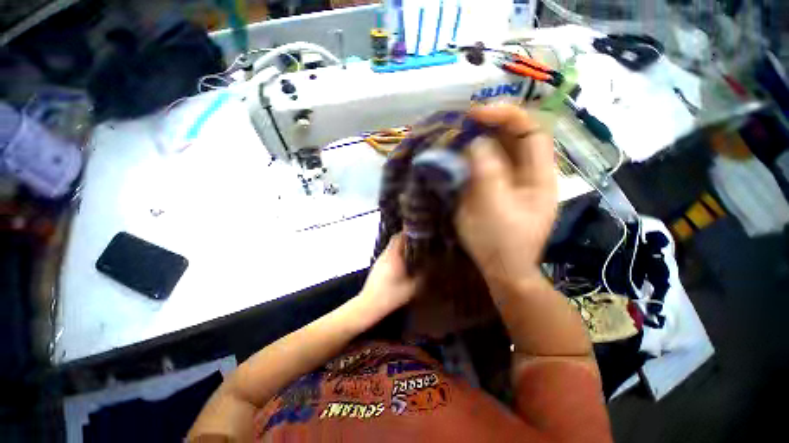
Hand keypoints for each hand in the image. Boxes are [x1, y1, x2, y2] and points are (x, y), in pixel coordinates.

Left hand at [359, 234, 418, 313]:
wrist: (369, 305)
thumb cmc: (391, 295)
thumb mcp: (412, 288)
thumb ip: (423, 277)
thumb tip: (432, 268)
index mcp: (393, 256)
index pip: (400, 236)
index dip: (409, 232)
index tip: (419, 233)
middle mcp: (385, 254)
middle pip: (395, 240)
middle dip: (407, 239)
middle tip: (419, 243)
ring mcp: (379, 260)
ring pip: (391, 248)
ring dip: (401, 248)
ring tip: (413, 252)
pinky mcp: (376, 267)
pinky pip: (388, 255)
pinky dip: (396, 255)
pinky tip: (402, 264)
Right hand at [455, 104, 557, 282]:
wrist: (500, 269)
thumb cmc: (500, 242)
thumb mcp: (494, 207)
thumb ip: (488, 172)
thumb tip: (477, 142)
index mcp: (539, 176)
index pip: (531, 132)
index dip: (507, 116)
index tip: (477, 114)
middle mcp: (527, 174)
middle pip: (514, 138)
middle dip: (489, 126)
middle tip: (461, 123)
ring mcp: (509, 182)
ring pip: (497, 151)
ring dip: (477, 140)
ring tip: (455, 136)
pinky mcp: (493, 190)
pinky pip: (483, 166)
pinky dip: (469, 157)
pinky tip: (456, 156)